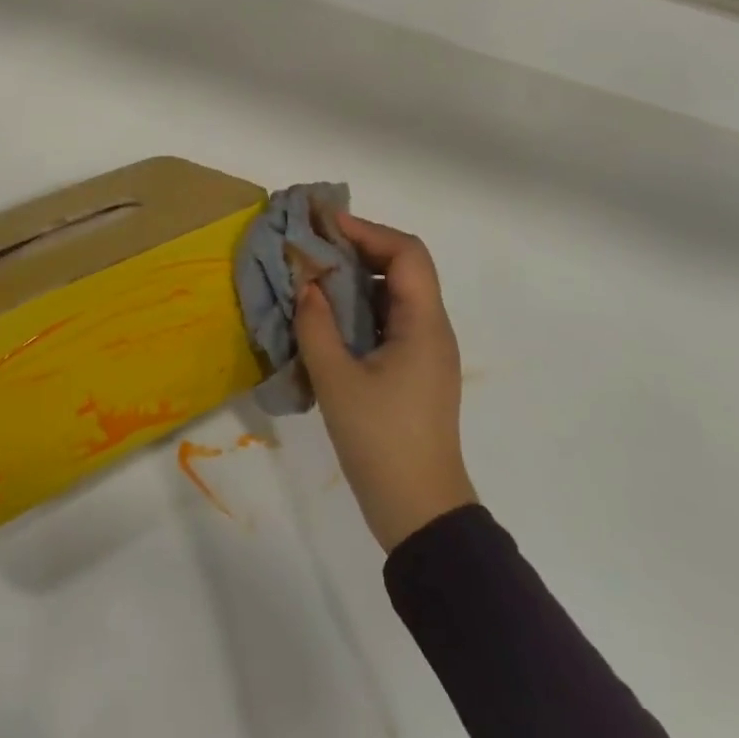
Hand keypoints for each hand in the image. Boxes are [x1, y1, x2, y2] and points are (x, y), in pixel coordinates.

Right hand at [294, 212, 477, 551]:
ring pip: (395, 296)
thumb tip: (306, 284)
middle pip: (404, 268)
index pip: (407, 253)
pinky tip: (327, 318)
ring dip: (357, 279)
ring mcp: (425, 352)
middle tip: (315, 246)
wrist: (420, 512)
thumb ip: (316, 325)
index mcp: (423, 325)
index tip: (326, 225)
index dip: (369, 231)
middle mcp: (431, 330)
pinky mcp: (414, 372)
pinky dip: (359, 309)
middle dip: (360, 250)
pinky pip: (389, 322)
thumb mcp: (337, 380)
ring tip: (314, 276)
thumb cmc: (381, 441)